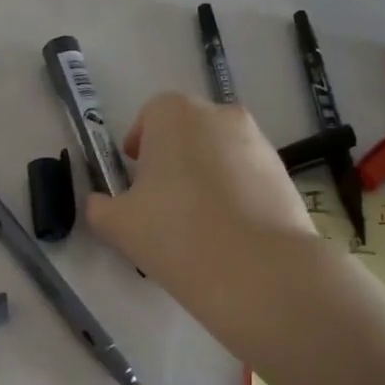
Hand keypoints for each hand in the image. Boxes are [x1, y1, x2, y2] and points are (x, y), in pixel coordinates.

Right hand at [85, 93, 319, 318]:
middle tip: (163, 202)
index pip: (151, 115)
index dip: (140, 144)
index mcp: (175, 114)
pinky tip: (229, 232)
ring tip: (199, 222)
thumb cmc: (176, 233)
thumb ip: (100, 207)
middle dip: (173, 158)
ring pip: (220, 152)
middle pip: (188, 130)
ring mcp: (258, 142)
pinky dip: (236, 193)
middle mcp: (220, 115)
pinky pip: (248, 175)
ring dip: (206, 175)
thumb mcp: (118, 225)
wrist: (258, 270)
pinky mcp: (284, 173)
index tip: (135, 178)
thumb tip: (100, 203)